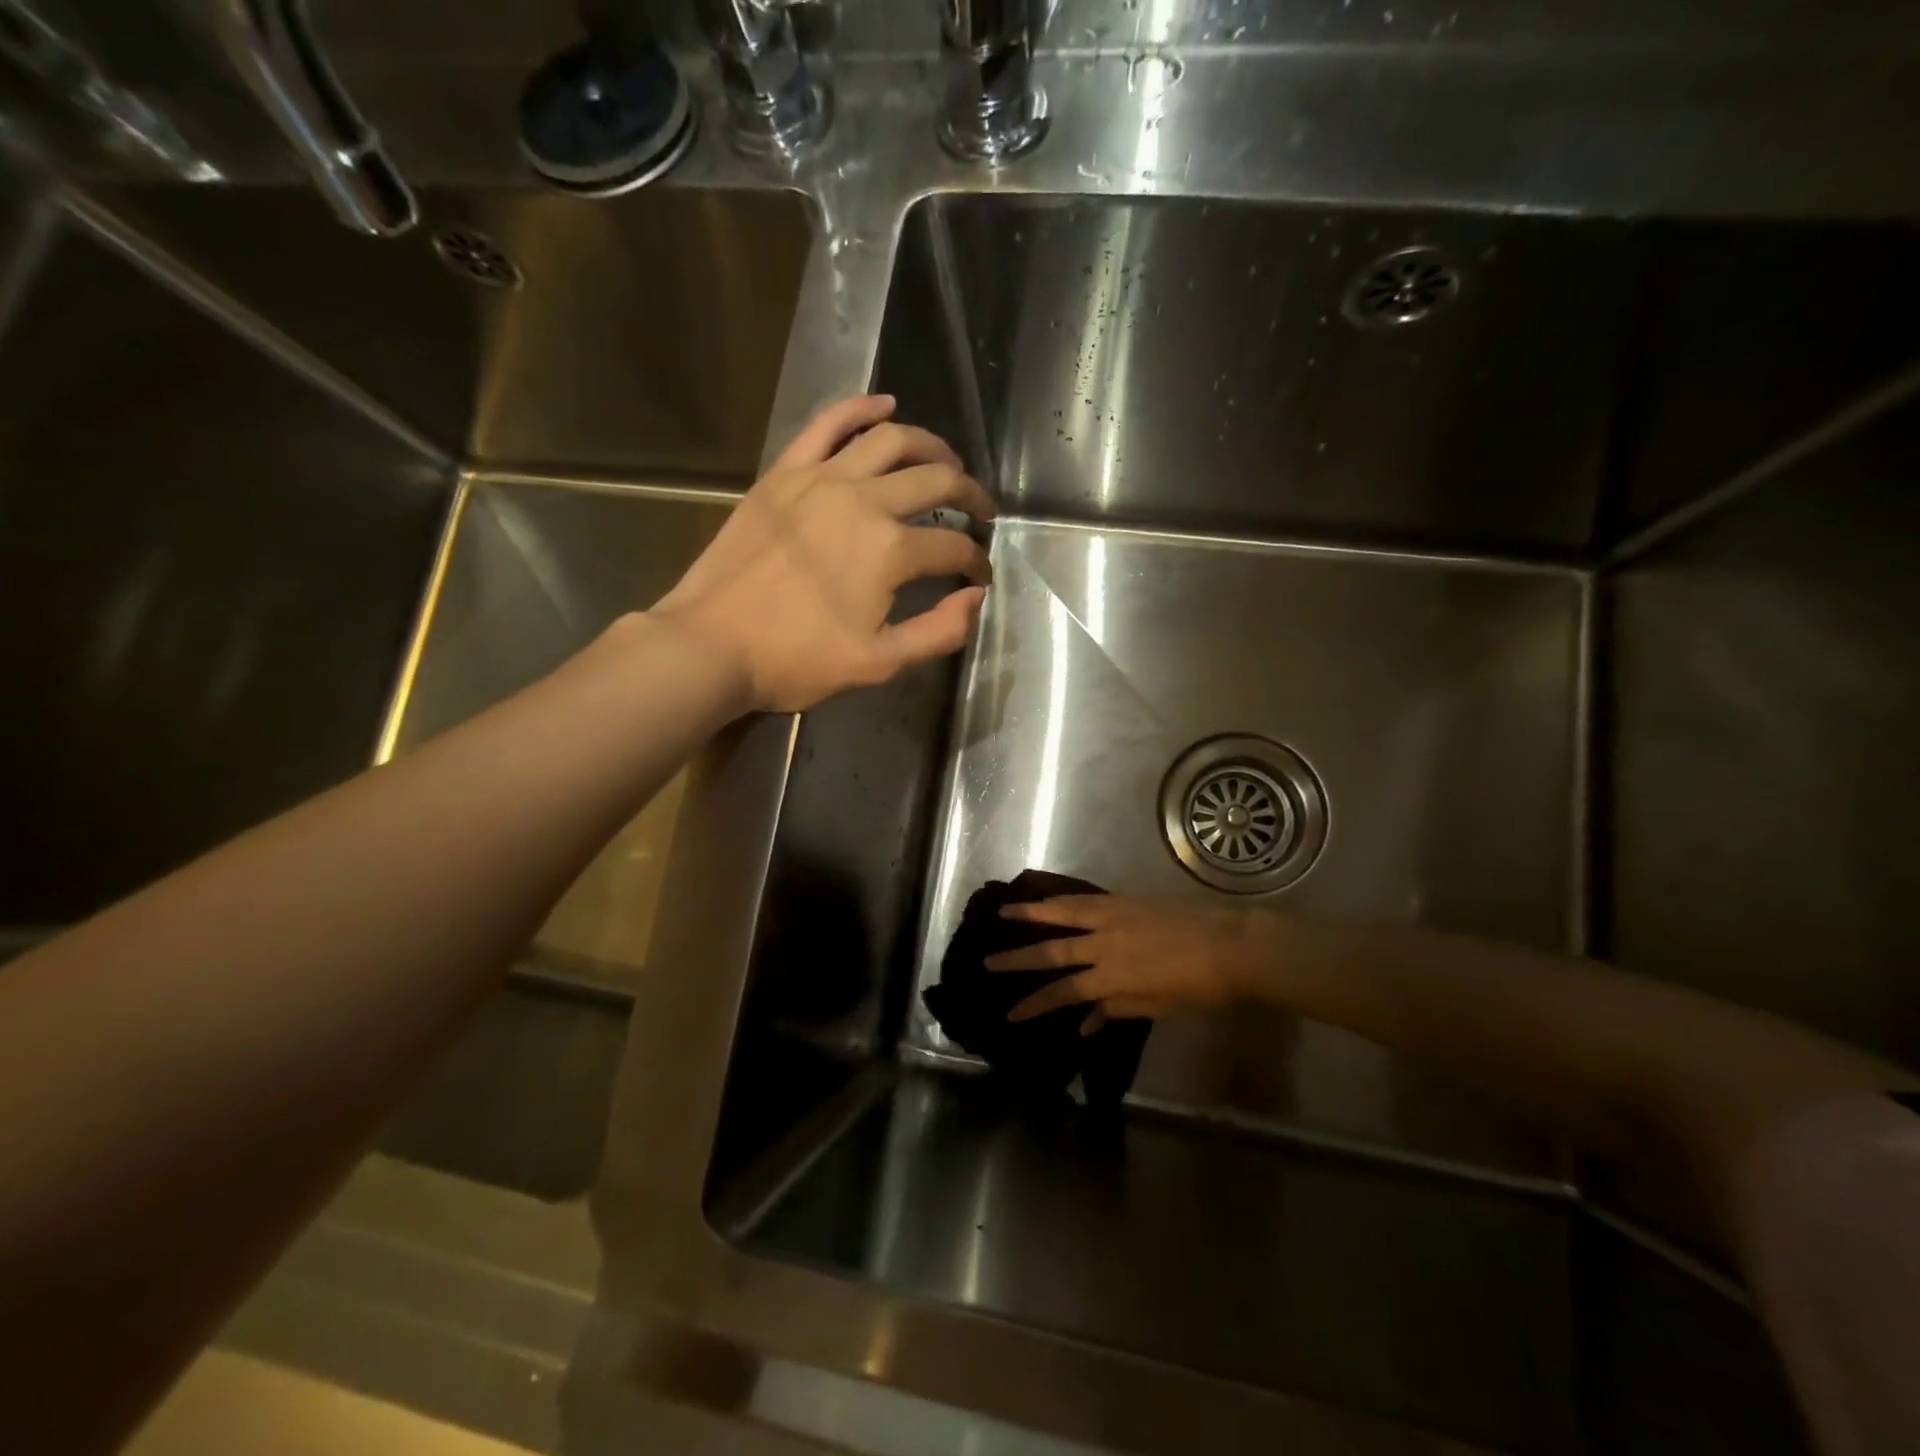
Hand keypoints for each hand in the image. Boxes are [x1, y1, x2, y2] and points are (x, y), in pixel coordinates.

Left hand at [653, 395, 994, 712]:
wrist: (711, 645)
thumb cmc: (796, 661)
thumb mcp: (879, 664)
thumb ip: (939, 632)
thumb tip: (975, 598)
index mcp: (890, 551)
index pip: (954, 548)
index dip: (976, 563)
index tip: (979, 577)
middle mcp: (864, 501)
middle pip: (936, 480)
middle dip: (970, 495)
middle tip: (981, 511)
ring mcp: (821, 479)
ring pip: (891, 440)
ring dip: (931, 446)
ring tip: (947, 461)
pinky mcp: (785, 473)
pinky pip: (827, 425)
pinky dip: (860, 408)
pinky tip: (884, 404)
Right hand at [984, 896, 1282, 1029]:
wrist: (1232, 944)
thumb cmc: (1199, 987)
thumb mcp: (1157, 1007)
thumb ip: (1117, 1011)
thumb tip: (1084, 1025)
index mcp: (1113, 977)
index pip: (1063, 992)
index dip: (1034, 1003)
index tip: (1010, 1012)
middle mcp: (1104, 945)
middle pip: (1052, 951)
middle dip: (1017, 959)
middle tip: (987, 960)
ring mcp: (1112, 917)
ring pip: (1062, 914)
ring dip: (1031, 914)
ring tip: (1004, 911)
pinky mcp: (1124, 900)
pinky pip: (1083, 900)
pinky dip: (1060, 900)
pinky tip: (1048, 899)